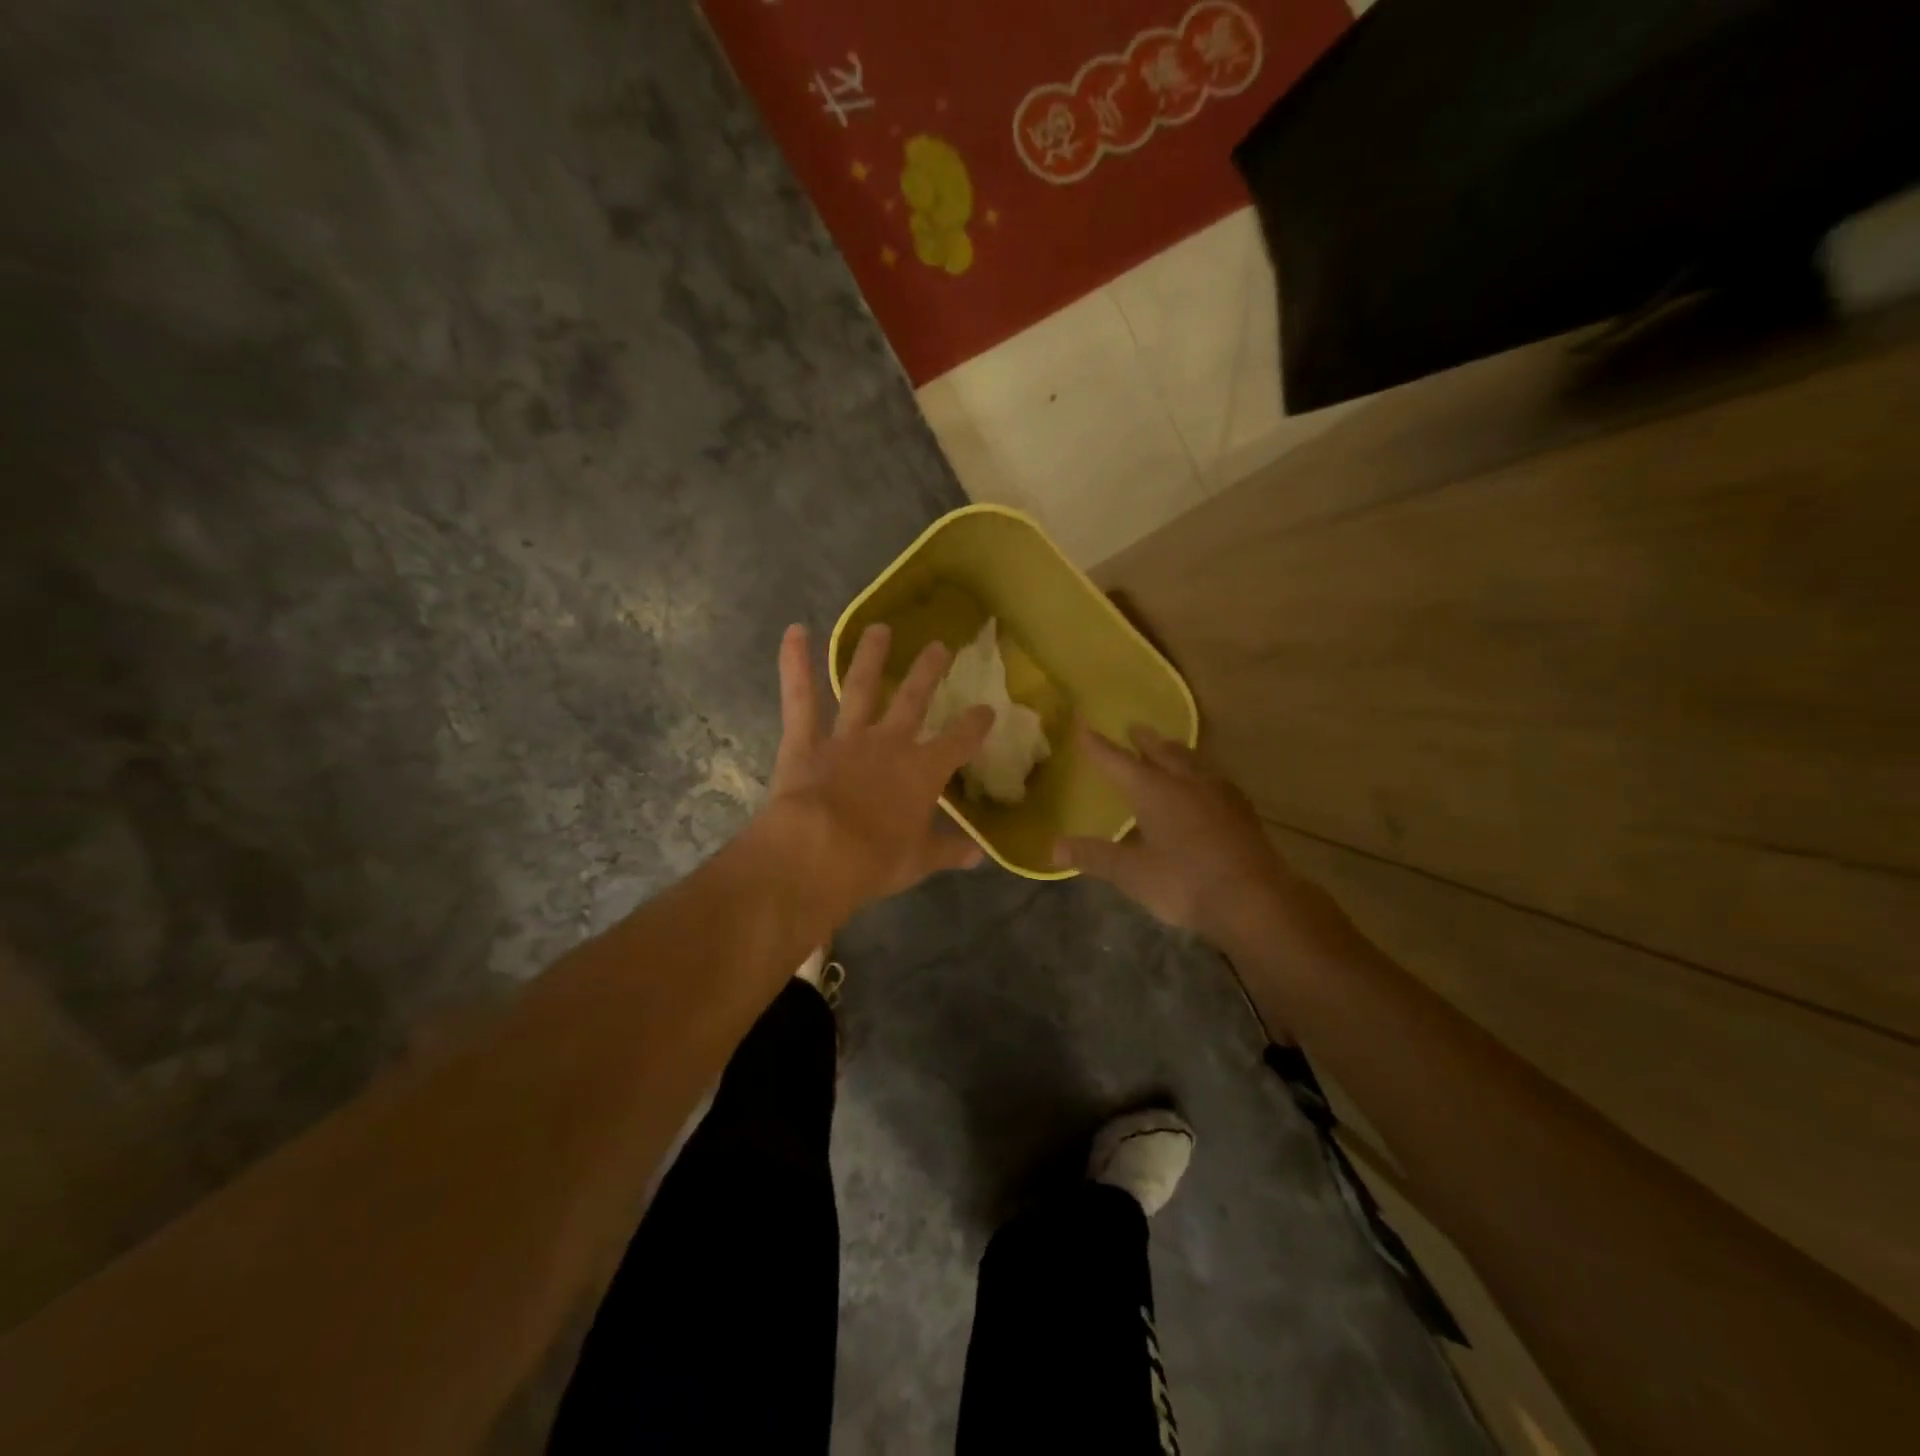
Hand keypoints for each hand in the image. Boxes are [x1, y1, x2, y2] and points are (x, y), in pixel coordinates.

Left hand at [763, 622, 993, 919]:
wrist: (817, 855)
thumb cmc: (875, 862)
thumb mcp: (918, 862)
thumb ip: (948, 851)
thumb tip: (978, 855)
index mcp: (922, 772)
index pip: (958, 742)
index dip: (975, 725)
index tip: (987, 710)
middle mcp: (888, 745)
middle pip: (913, 700)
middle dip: (929, 673)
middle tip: (940, 645)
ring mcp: (845, 738)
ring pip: (860, 688)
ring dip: (870, 657)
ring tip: (879, 628)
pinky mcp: (805, 742)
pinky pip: (799, 699)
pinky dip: (795, 664)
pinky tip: (794, 632)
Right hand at [1054, 724, 1298, 945]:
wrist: (1255, 900)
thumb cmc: (1185, 883)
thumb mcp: (1132, 873)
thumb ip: (1094, 856)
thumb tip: (1053, 848)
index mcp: (1154, 791)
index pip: (1117, 761)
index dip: (1096, 744)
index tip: (1081, 723)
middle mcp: (1186, 782)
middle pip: (1162, 752)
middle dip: (1144, 741)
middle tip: (1134, 729)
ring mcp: (1219, 794)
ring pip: (1192, 762)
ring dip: (1175, 753)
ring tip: (1169, 751)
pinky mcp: (1242, 811)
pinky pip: (1214, 781)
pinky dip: (1200, 775)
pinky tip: (1206, 788)